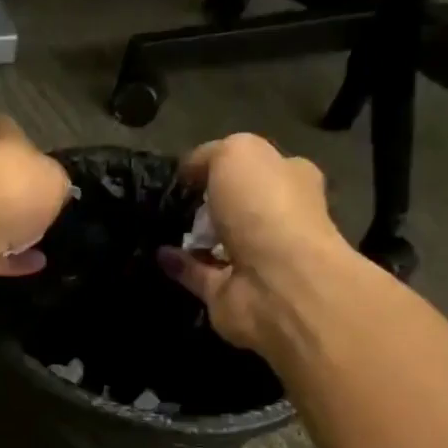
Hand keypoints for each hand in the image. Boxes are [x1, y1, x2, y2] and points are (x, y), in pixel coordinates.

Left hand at [0, 114, 70, 296]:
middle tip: (46, 218)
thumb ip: (55, 183)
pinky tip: (33, 265)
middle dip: (20, 200)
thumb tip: (54, 192)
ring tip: (42, 246)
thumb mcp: (55, 178)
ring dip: (12, 232)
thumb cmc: (15, 187)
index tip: (52, 186)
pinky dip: (8, 258)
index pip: (15, 140)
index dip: (36, 163)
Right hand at [157, 134, 354, 351]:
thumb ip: (210, 155)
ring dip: (192, 237)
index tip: (191, 169)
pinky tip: (157, 253)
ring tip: (159, 225)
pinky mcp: (228, 293)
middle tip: (175, 198)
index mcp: (290, 180)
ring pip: (218, 244)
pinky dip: (178, 265)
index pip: (260, 166)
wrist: (274, 282)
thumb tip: (189, 170)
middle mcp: (276, 221)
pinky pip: (198, 274)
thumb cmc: (265, 206)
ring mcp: (253, 261)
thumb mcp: (236, 154)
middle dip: (211, 203)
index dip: (227, 164)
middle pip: (239, 207)